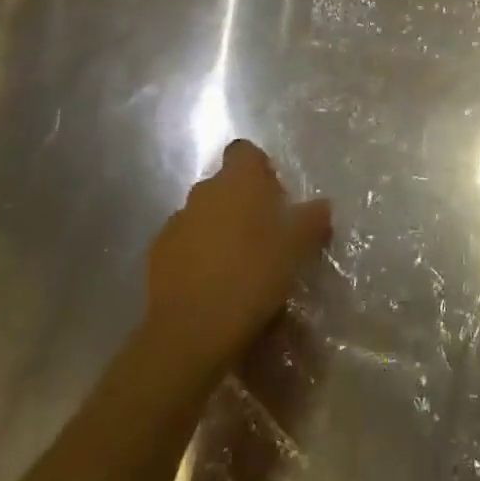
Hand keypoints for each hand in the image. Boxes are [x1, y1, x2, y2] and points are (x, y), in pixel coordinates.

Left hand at [145, 140, 332, 370]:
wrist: (192, 329)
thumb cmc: (253, 275)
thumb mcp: (297, 248)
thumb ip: (311, 219)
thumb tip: (322, 205)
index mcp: (238, 180)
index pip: (245, 151)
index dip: (260, 168)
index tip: (275, 196)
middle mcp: (204, 191)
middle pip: (225, 184)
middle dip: (243, 202)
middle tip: (265, 235)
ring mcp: (176, 221)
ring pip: (204, 214)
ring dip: (220, 228)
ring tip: (239, 264)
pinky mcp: (158, 253)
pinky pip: (184, 242)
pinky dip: (198, 253)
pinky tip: (212, 283)